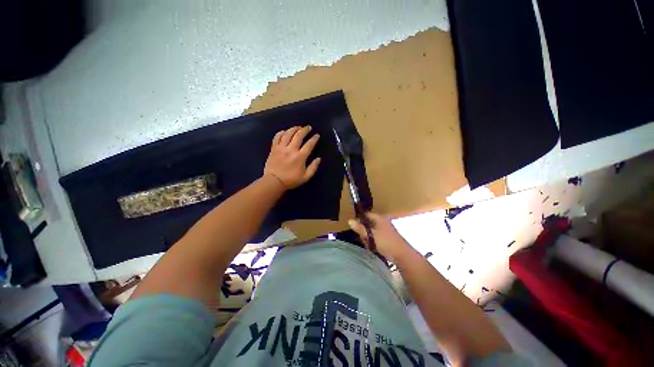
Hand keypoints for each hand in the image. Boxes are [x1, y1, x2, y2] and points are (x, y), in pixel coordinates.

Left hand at [264, 126, 320, 188]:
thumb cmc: (291, 180)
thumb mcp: (305, 177)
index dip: (314, 138)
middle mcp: (291, 149)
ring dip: (294, 128)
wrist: (274, 182)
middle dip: (305, 130)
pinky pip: (277, 137)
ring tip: (298, 127)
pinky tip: (285, 131)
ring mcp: (281, 148)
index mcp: (300, 157)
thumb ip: (313, 167)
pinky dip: (281, 132)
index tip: (317, 135)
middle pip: (299, 135)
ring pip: (288, 134)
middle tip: (308, 127)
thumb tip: (319, 159)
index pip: (309, 144)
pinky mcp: (274, 148)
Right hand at [348, 212, 411, 260]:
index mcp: (379, 218)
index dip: (359, 219)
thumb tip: (349, 221)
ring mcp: (385, 230)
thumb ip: (360, 228)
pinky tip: (373, 247)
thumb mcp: (371, 235)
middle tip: (363, 238)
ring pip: (371, 231)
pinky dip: (373, 241)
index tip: (354, 226)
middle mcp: (382, 222)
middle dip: (364, 231)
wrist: (402, 255)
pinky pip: (376, 237)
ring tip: (369, 245)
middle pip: (368, 223)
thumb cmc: (386, 242)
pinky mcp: (387, 237)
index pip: (366, 214)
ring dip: (368, 238)